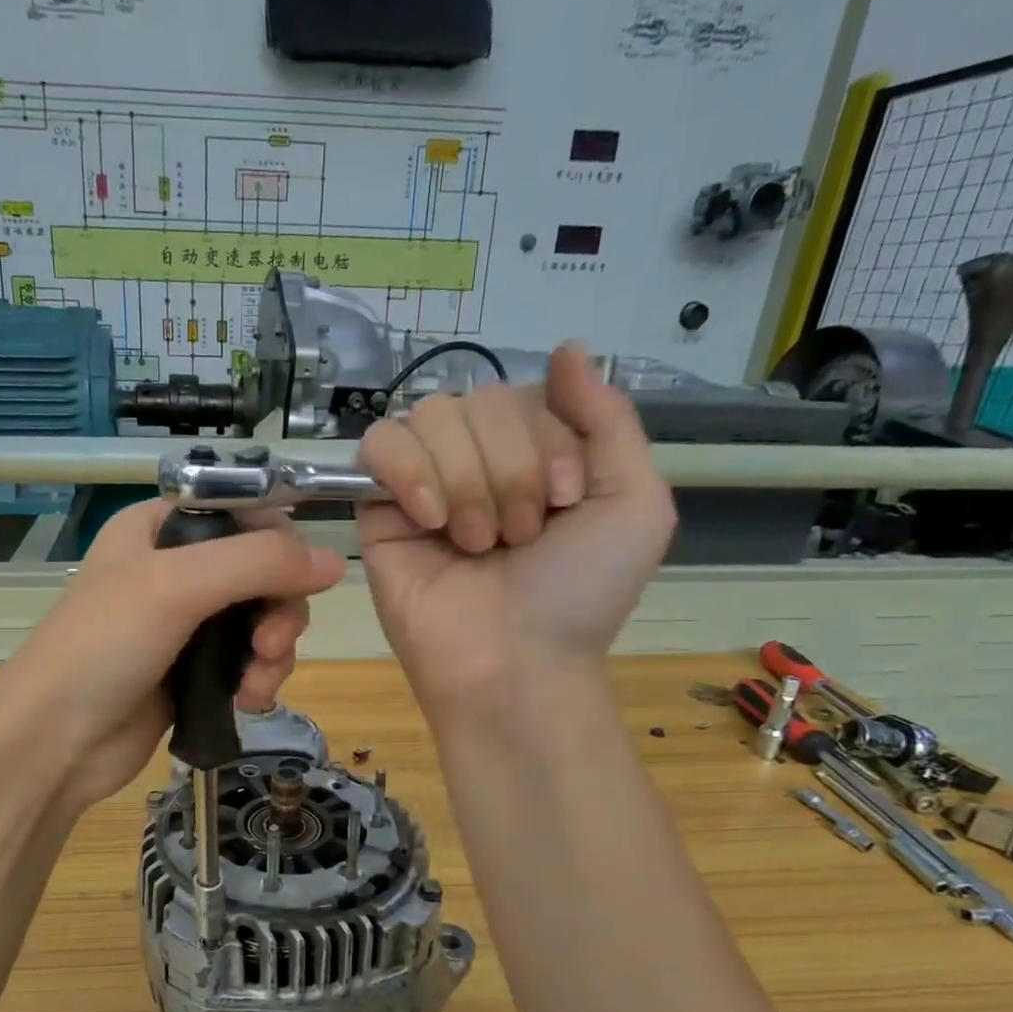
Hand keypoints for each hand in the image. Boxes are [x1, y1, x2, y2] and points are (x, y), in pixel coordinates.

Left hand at [0, 499, 344, 811]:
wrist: (53, 742)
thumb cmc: (104, 647)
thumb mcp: (177, 586)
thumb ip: (259, 563)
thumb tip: (335, 562)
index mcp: (160, 528)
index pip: (245, 513)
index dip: (280, 543)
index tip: (298, 580)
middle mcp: (175, 569)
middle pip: (263, 572)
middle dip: (279, 610)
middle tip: (268, 645)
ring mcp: (185, 624)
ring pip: (262, 621)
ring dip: (272, 652)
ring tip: (255, 685)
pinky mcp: (193, 671)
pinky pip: (248, 662)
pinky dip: (258, 678)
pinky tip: (248, 702)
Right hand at [358, 345, 674, 714]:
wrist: (515, 664)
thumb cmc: (579, 594)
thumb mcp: (634, 502)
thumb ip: (608, 418)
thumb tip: (569, 347)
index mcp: (535, 454)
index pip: (529, 392)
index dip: (548, 440)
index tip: (563, 501)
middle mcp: (479, 461)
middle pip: (480, 400)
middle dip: (509, 468)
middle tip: (518, 537)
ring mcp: (425, 484)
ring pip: (432, 417)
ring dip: (466, 480)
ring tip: (477, 543)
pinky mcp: (378, 510)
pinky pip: (380, 446)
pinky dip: (409, 471)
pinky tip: (430, 520)